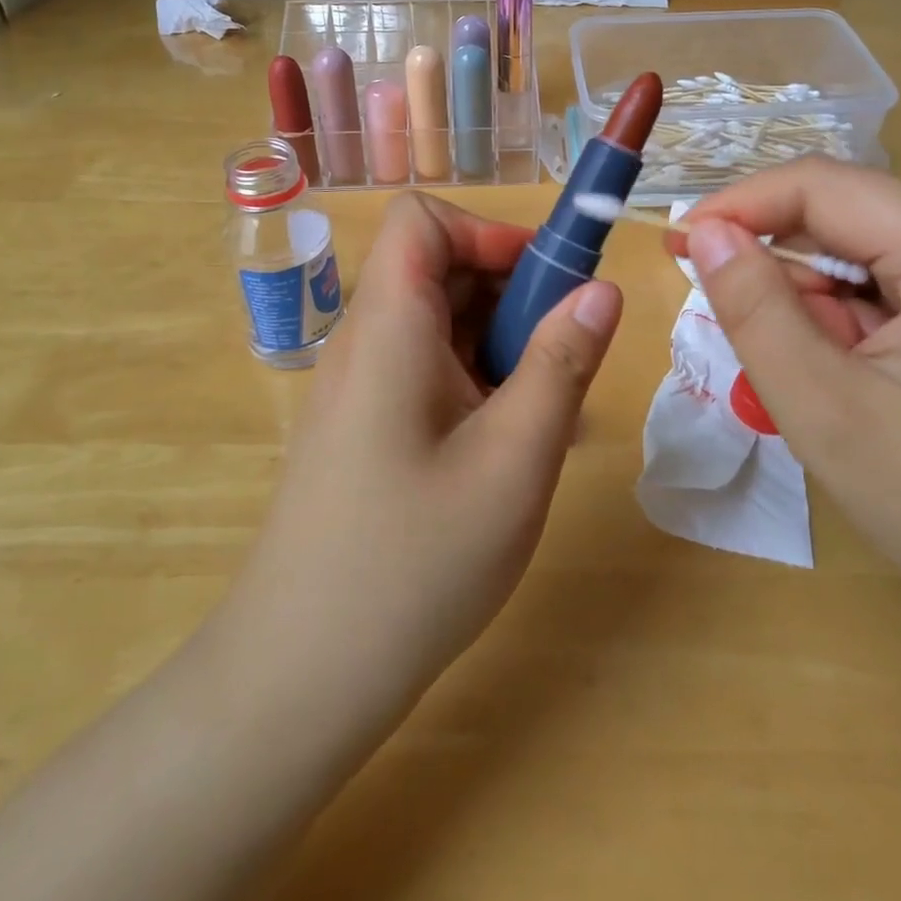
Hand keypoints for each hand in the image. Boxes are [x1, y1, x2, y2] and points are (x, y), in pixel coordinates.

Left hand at [215, 192, 622, 738]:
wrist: (298, 679)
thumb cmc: (412, 564)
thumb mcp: (513, 460)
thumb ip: (562, 364)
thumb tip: (602, 290)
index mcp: (389, 327)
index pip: (423, 220)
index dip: (489, 233)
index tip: (549, 285)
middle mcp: (367, 342)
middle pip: (440, 269)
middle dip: (514, 293)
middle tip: (569, 357)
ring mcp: (362, 387)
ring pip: (441, 324)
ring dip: (504, 345)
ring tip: (551, 413)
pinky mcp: (366, 427)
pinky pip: (429, 372)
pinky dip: (480, 384)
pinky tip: (514, 446)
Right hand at [681, 158, 900, 677]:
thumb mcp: (826, 411)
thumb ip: (755, 309)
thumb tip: (704, 231)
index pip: (825, 186)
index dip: (740, 206)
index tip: (677, 244)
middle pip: (849, 221)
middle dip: (787, 275)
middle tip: (756, 351)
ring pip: (869, 257)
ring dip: (821, 309)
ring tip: (824, 388)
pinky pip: (899, 288)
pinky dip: (855, 326)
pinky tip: (864, 388)